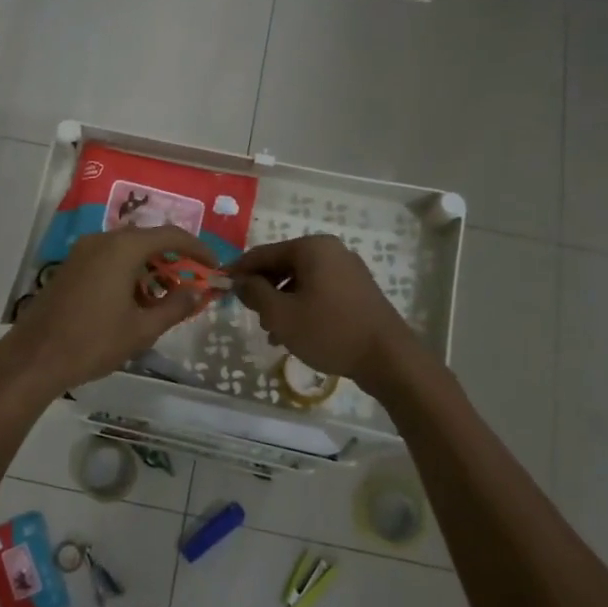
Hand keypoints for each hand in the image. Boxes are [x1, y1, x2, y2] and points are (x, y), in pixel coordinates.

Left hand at [2, 225, 215, 390]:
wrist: (34, 358)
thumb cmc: (93, 342)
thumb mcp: (142, 329)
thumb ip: (176, 307)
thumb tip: (198, 292)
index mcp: (123, 248)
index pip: (171, 235)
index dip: (198, 249)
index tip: (213, 267)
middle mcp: (102, 240)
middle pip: (147, 240)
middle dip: (172, 261)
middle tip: (189, 286)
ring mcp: (82, 252)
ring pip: (126, 251)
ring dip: (149, 269)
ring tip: (162, 301)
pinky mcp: (70, 266)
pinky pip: (108, 259)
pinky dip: (127, 273)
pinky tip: (133, 303)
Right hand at [231, 235, 418, 392]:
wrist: (388, 358)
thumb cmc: (329, 331)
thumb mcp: (281, 314)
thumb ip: (254, 292)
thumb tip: (238, 281)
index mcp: (311, 248)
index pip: (262, 254)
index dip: (238, 270)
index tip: (219, 286)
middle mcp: (331, 250)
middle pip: (282, 265)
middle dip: (262, 290)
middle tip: (250, 315)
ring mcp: (348, 270)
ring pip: (300, 281)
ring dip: (281, 302)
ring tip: (272, 332)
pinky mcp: (358, 290)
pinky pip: (319, 291)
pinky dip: (302, 307)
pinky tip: (295, 333)